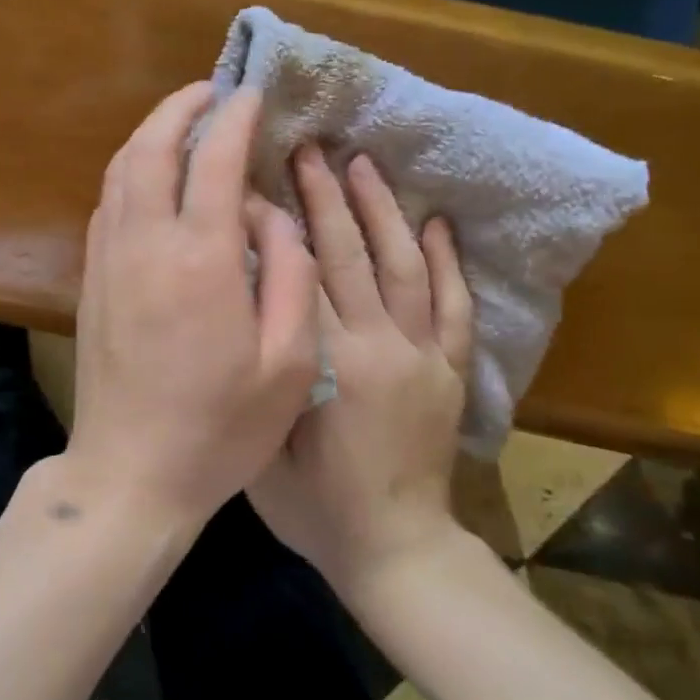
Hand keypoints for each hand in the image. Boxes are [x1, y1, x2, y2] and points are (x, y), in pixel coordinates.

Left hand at [68, 83, 319, 530]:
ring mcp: (108, 260)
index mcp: (200, 259)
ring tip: (181, 123)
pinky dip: (128, 173)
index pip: (213, 160)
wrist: (130, 471)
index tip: (251, 95)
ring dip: (148, 136)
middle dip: (179, 108)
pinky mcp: (90, 280)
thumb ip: (290, 273)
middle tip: (209, 92)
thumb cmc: (220, 427)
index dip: (233, 118)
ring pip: (119, 171)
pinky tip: (150, 180)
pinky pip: (106, 204)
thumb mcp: (288, 361)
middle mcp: (144, 244)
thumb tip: (271, 213)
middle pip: (150, 148)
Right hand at [249, 145, 473, 597]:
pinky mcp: (450, 371)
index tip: (253, 183)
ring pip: (403, 266)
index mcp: (328, 365)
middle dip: (324, 197)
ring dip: (381, 211)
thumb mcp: (262, 445)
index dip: (274, 226)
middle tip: (308, 149)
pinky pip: (454, 306)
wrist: (395, 551)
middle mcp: (379, 347)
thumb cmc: (313, 507)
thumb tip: (245, 306)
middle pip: (348, 257)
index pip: (296, 277)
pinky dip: (447, 261)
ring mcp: (423, 357)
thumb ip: (259, 374)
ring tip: (363, 164)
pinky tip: (436, 221)